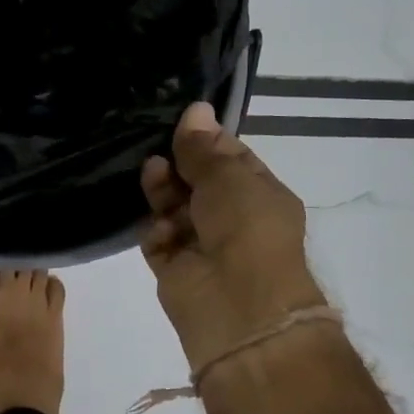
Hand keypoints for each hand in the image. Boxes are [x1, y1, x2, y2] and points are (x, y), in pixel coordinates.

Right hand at [141, 102, 327, 371]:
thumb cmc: (246, 228)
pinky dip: (157, 231)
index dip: (207, 141)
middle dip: (179, 166)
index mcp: (260, 196)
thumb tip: (195, 109)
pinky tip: (160, 225)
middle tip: (160, 149)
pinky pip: (159, 241)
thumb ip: (204, 147)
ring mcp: (203, 247)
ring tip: (153, 173)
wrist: (238, 304)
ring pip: (174, 210)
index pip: (231, 160)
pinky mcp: (175, 270)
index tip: (181, 123)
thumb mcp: (229, 176)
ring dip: (163, 192)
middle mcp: (233, 220)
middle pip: (197, 183)